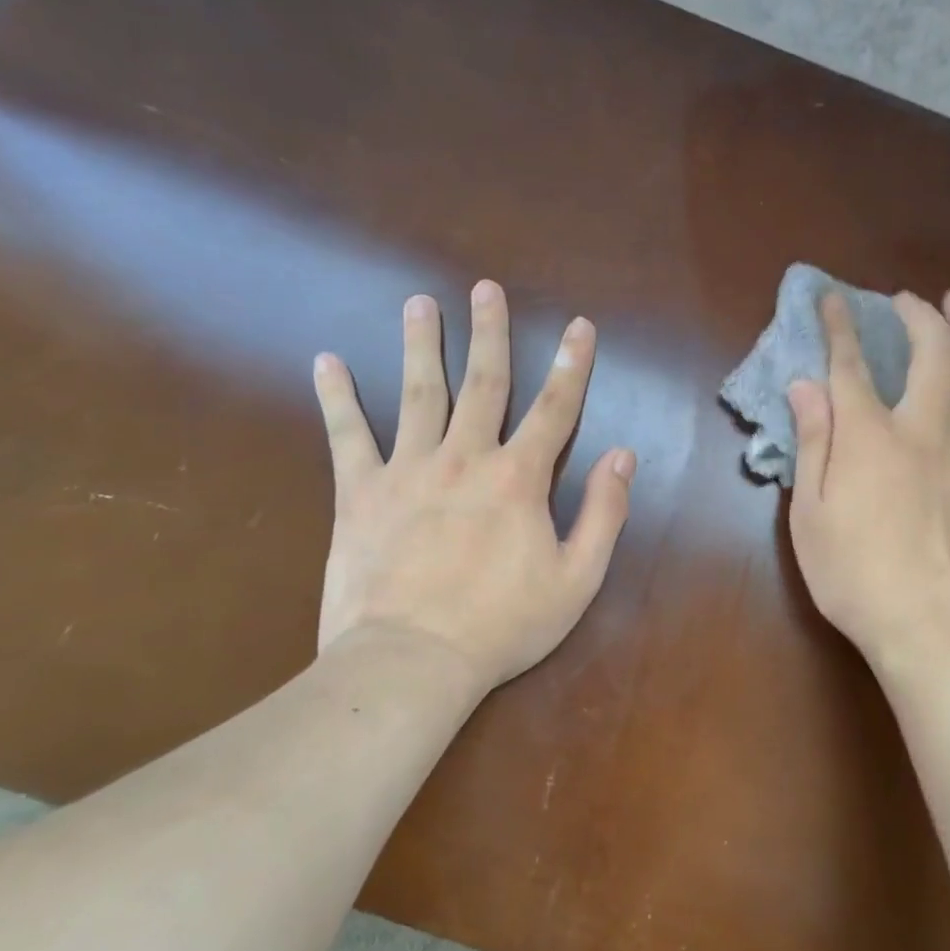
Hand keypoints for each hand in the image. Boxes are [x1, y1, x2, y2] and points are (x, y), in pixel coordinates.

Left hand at [311, 280, 635, 694]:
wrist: (411, 662)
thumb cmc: (503, 625)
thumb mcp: (578, 578)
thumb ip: (605, 512)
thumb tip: (622, 456)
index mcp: (519, 477)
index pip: (555, 408)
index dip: (572, 364)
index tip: (579, 326)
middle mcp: (465, 457)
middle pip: (483, 382)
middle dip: (490, 332)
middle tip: (485, 288)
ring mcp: (408, 470)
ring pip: (417, 393)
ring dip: (421, 344)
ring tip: (418, 303)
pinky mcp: (360, 493)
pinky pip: (347, 436)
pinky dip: (337, 398)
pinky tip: (327, 362)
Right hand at [786, 289, 949, 681]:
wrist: (927, 624)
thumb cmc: (852, 572)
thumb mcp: (809, 511)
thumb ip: (812, 442)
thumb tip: (805, 386)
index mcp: (870, 438)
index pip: (852, 367)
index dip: (841, 328)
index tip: (832, 297)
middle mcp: (919, 433)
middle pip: (931, 358)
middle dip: (921, 318)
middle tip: (910, 296)